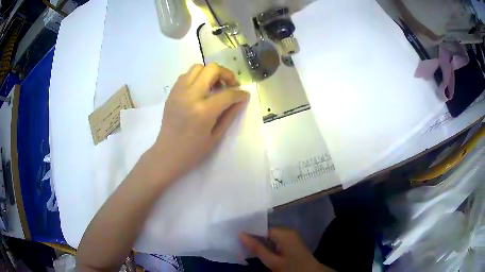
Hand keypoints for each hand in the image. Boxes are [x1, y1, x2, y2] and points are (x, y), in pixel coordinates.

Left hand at [152, 63, 248, 181]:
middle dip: (226, 74)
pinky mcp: (172, 93)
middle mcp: (190, 96)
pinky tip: (200, 90)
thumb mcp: (216, 135)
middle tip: (230, 85)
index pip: (228, 94)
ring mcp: (179, 92)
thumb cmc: (193, 150)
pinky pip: (186, 75)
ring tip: (214, 86)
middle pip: (212, 69)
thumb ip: (230, 114)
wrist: (167, 153)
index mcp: (203, 111)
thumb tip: (242, 99)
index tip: (244, 95)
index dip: (240, 93)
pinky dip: (197, 77)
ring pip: (198, 67)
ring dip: (210, 73)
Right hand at [240, 228, 332, 271]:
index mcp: (284, 233)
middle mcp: (287, 231)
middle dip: (253, 237)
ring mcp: (290, 236)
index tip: (235, 235)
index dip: (249, 231)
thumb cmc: (292, 268)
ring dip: (259, 241)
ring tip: (244, 245)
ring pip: (269, 236)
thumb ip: (256, 248)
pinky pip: (275, 240)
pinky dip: (266, 244)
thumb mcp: (272, 261)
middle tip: (237, 242)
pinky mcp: (291, 242)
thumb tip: (240, 234)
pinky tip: (258, 250)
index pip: (261, 227)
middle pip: (265, 231)